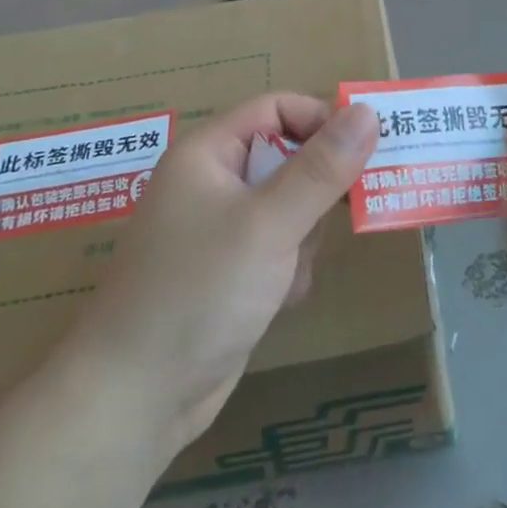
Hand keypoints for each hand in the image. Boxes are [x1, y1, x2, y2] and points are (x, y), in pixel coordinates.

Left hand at [72, 94, 378, 447]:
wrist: (137, 398)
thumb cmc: (199, 291)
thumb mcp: (269, 223)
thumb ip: (322, 168)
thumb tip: (368, 111)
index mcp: (208, 154)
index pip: (277, 108)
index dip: (321, 120)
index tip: (366, 150)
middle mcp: (213, 183)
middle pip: (288, 158)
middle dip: (319, 189)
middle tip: (353, 207)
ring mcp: (221, 231)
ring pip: (292, 207)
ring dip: (305, 237)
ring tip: (291, 270)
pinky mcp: (231, 272)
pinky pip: (281, 248)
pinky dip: (290, 269)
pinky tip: (277, 300)